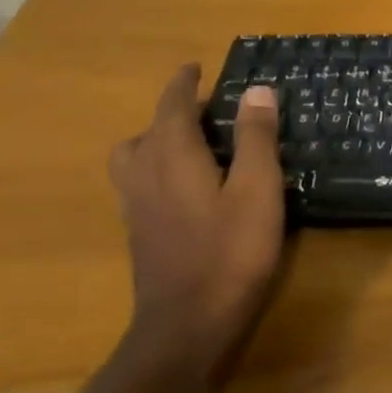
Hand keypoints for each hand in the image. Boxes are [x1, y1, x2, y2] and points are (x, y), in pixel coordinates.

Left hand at [108, 65, 285, 370]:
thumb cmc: (231, 252)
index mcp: (173, 157)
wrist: (187, 325)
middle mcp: (145, 176)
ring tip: (190, 146)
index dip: (183, 84)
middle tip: (203, 111)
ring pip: (133, 160)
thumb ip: (256, 138)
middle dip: (170, 113)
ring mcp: (137, 208)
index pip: (172, 107)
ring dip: (155, 142)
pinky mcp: (140, 235)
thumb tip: (256, 90)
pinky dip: (156, 170)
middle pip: (145, 132)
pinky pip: (139, 185)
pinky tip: (185, 189)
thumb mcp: (258, 189)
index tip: (195, 67)